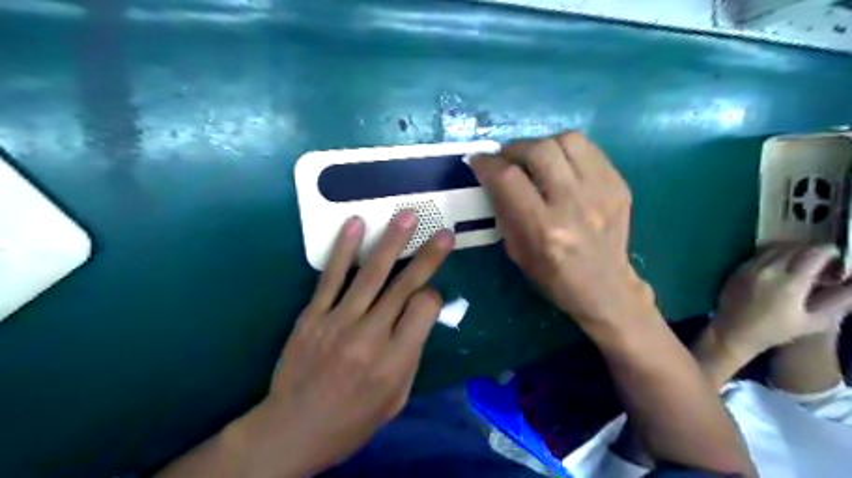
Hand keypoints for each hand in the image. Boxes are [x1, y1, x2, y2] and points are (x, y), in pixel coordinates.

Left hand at [247, 214, 451, 477]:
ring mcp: (338, 322)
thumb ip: (412, 355)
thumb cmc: (352, 420)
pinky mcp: (313, 315)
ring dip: (392, 242)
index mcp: (395, 360)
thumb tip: (422, 315)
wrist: (293, 429)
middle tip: (444, 233)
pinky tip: (355, 224)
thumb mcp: (396, 399)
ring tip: (407, 216)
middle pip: (404, 286)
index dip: (434, 297)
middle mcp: (370, 336)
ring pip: (371, 274)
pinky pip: (331, 277)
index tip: (431, 294)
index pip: (424, 309)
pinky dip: (344, 249)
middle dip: (428, 256)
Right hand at [470, 130, 649, 328]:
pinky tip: (560, 166)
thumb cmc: (552, 275)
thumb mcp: (516, 250)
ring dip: (543, 144)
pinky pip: (589, 149)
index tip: (478, 160)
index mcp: (544, 228)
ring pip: (568, 140)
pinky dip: (567, 151)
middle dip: (514, 149)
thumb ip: (504, 210)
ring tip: (535, 158)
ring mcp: (602, 191)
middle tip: (507, 158)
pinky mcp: (618, 184)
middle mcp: (574, 204)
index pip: (509, 179)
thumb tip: (492, 175)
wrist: (604, 286)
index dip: (487, 163)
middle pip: (539, 150)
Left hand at [714, 243, 851, 357]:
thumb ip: (839, 299)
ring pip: (777, 248)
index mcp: (789, 282)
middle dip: (813, 252)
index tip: (839, 260)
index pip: (815, 253)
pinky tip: (781, 268)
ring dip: (794, 251)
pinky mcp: (738, 269)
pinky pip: (761, 254)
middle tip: (823, 264)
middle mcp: (768, 269)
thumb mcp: (815, 320)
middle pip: (796, 247)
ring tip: (803, 265)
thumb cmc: (775, 331)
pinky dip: (775, 255)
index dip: (832, 253)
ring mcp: (750, 267)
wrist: (733, 331)